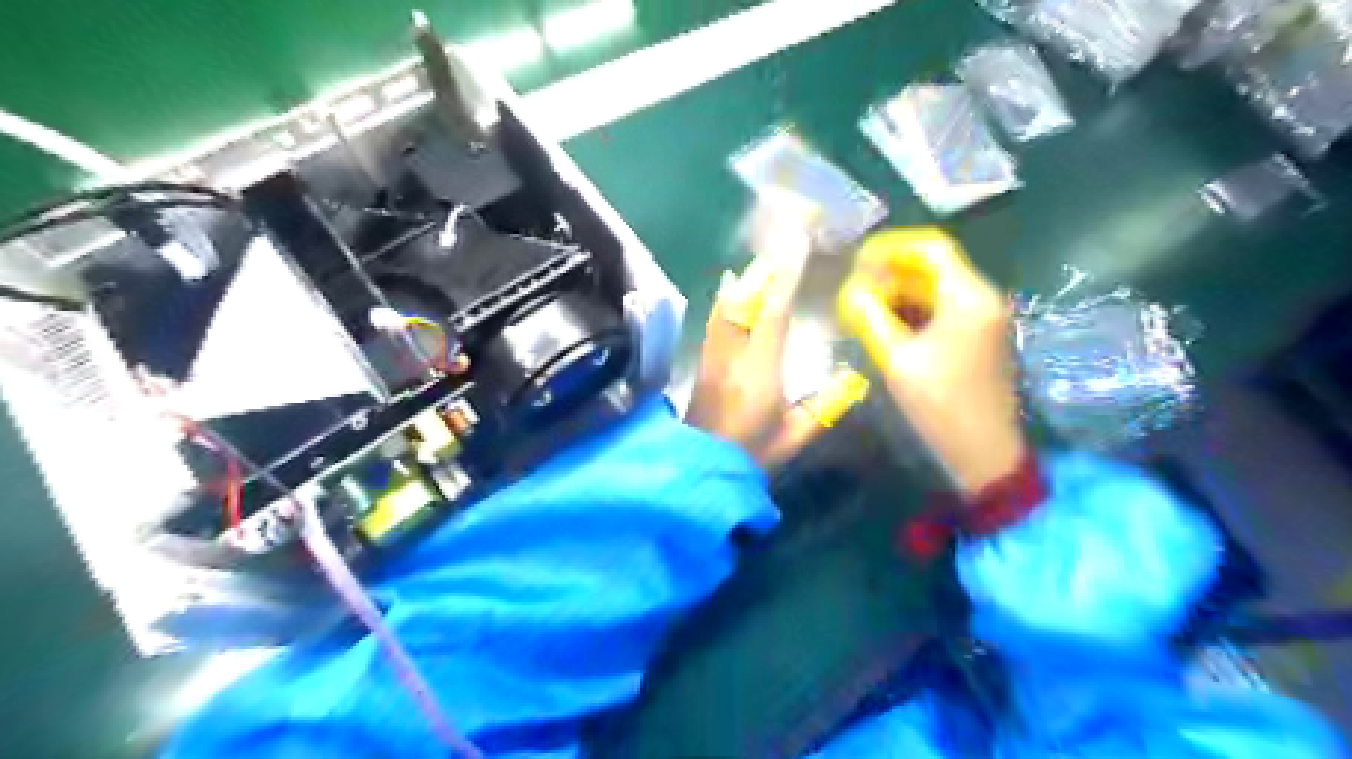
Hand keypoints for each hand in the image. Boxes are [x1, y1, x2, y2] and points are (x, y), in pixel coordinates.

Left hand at [688, 214, 824, 469]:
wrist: (700, 465)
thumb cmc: (752, 453)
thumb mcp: (794, 435)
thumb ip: (825, 407)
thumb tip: (853, 381)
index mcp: (760, 369)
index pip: (774, 313)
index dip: (785, 277)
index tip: (797, 247)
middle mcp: (733, 353)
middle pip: (747, 300)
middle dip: (765, 270)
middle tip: (782, 244)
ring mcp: (713, 355)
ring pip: (727, 306)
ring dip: (746, 281)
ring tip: (762, 262)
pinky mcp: (701, 361)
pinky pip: (714, 320)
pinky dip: (725, 298)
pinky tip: (728, 288)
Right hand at [836, 229, 1024, 493]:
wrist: (983, 451)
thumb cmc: (940, 406)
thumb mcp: (896, 360)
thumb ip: (869, 317)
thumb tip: (850, 288)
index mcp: (968, 297)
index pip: (929, 248)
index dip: (890, 247)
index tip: (856, 260)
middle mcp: (982, 297)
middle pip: (932, 266)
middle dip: (890, 272)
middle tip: (853, 290)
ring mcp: (983, 316)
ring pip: (935, 287)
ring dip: (898, 291)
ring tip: (862, 307)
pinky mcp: (977, 334)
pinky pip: (941, 308)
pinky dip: (912, 309)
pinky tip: (884, 323)